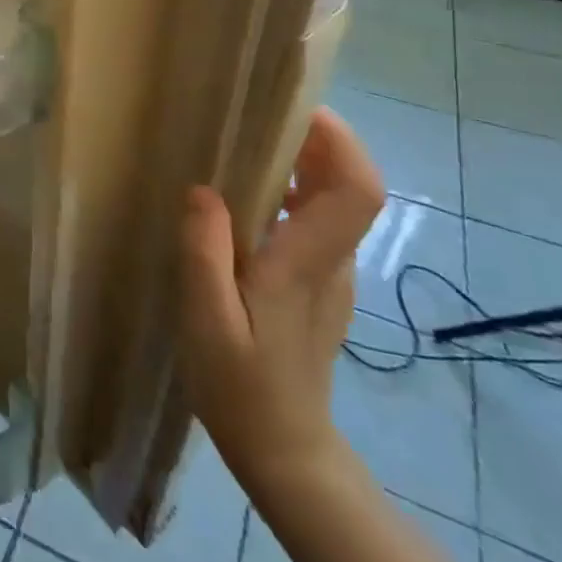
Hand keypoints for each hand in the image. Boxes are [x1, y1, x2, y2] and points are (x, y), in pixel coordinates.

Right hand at [177, 108, 384, 500]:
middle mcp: (333, 264)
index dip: (340, 142)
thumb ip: (205, 253)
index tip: (298, 110)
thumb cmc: (240, 388)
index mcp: (306, 266)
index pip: (356, 191)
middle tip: (258, 117)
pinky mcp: (321, 287)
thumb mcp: (206, 321)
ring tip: (246, 148)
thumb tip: (205, 190)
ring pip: (335, 204)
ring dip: (303, 165)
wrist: (285, 452)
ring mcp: (333, 277)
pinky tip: (248, 201)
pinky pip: (317, 224)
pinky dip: (294, 194)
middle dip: (316, 141)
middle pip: (351, 187)